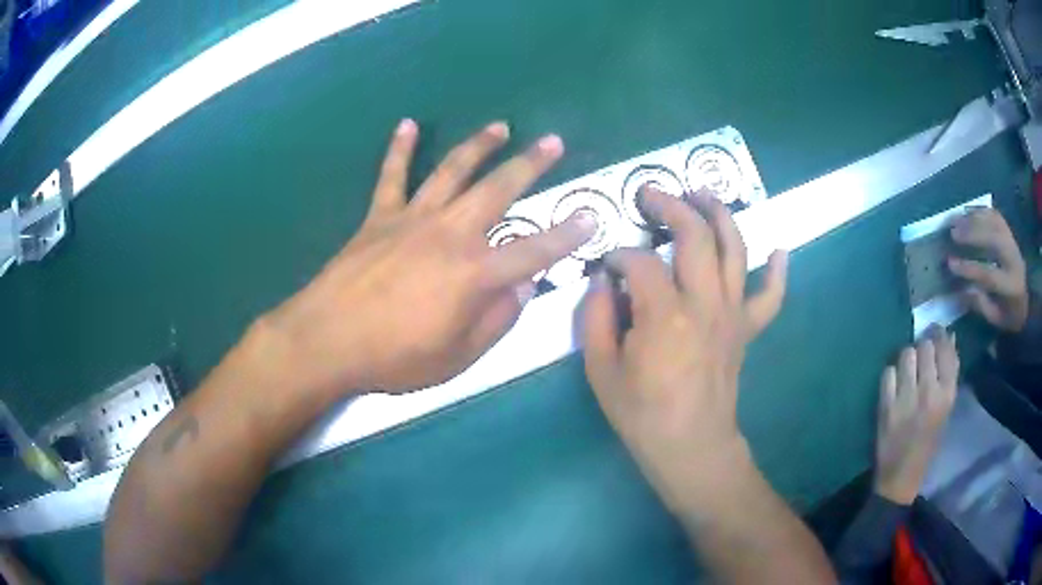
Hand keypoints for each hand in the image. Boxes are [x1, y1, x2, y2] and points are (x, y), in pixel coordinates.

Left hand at [263, 120, 595, 393]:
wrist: (329, 339)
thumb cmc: (395, 356)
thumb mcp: (458, 357)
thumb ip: (497, 321)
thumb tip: (523, 289)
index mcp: (474, 274)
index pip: (534, 249)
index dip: (567, 234)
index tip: (592, 215)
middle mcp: (450, 234)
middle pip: (497, 190)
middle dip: (529, 165)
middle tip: (552, 142)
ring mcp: (412, 220)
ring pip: (451, 171)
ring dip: (478, 146)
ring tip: (499, 126)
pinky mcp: (379, 218)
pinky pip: (391, 176)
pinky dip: (399, 149)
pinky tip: (408, 125)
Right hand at [581, 187, 787, 512]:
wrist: (691, 447)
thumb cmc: (643, 414)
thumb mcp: (601, 371)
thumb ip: (597, 318)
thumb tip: (603, 282)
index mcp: (664, 315)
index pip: (638, 262)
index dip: (617, 256)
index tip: (605, 266)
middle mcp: (705, 303)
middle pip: (695, 236)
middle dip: (670, 206)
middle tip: (650, 195)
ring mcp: (733, 313)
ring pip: (735, 249)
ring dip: (720, 215)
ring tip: (703, 194)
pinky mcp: (747, 329)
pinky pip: (770, 296)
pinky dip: (777, 271)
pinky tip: (779, 249)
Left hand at [874, 326, 958, 504]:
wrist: (900, 479)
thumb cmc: (928, 445)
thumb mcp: (946, 411)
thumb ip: (948, 376)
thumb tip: (949, 338)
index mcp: (947, 396)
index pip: (946, 349)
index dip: (940, 336)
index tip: (938, 332)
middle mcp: (928, 393)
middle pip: (925, 346)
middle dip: (924, 346)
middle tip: (922, 355)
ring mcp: (906, 399)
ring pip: (906, 354)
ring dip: (908, 357)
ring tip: (909, 370)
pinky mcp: (886, 406)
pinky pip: (888, 372)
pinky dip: (891, 374)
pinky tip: (895, 384)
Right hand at [949, 209, 1028, 332]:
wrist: (1027, 297)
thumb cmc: (1009, 313)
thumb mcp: (996, 318)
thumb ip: (981, 304)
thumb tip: (963, 289)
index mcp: (1011, 286)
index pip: (989, 275)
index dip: (969, 268)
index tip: (950, 263)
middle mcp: (1013, 258)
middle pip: (994, 239)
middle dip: (973, 234)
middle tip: (953, 232)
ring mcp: (1012, 241)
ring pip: (994, 222)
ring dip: (974, 219)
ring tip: (956, 219)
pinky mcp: (1009, 231)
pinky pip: (995, 215)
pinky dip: (981, 211)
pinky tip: (967, 212)